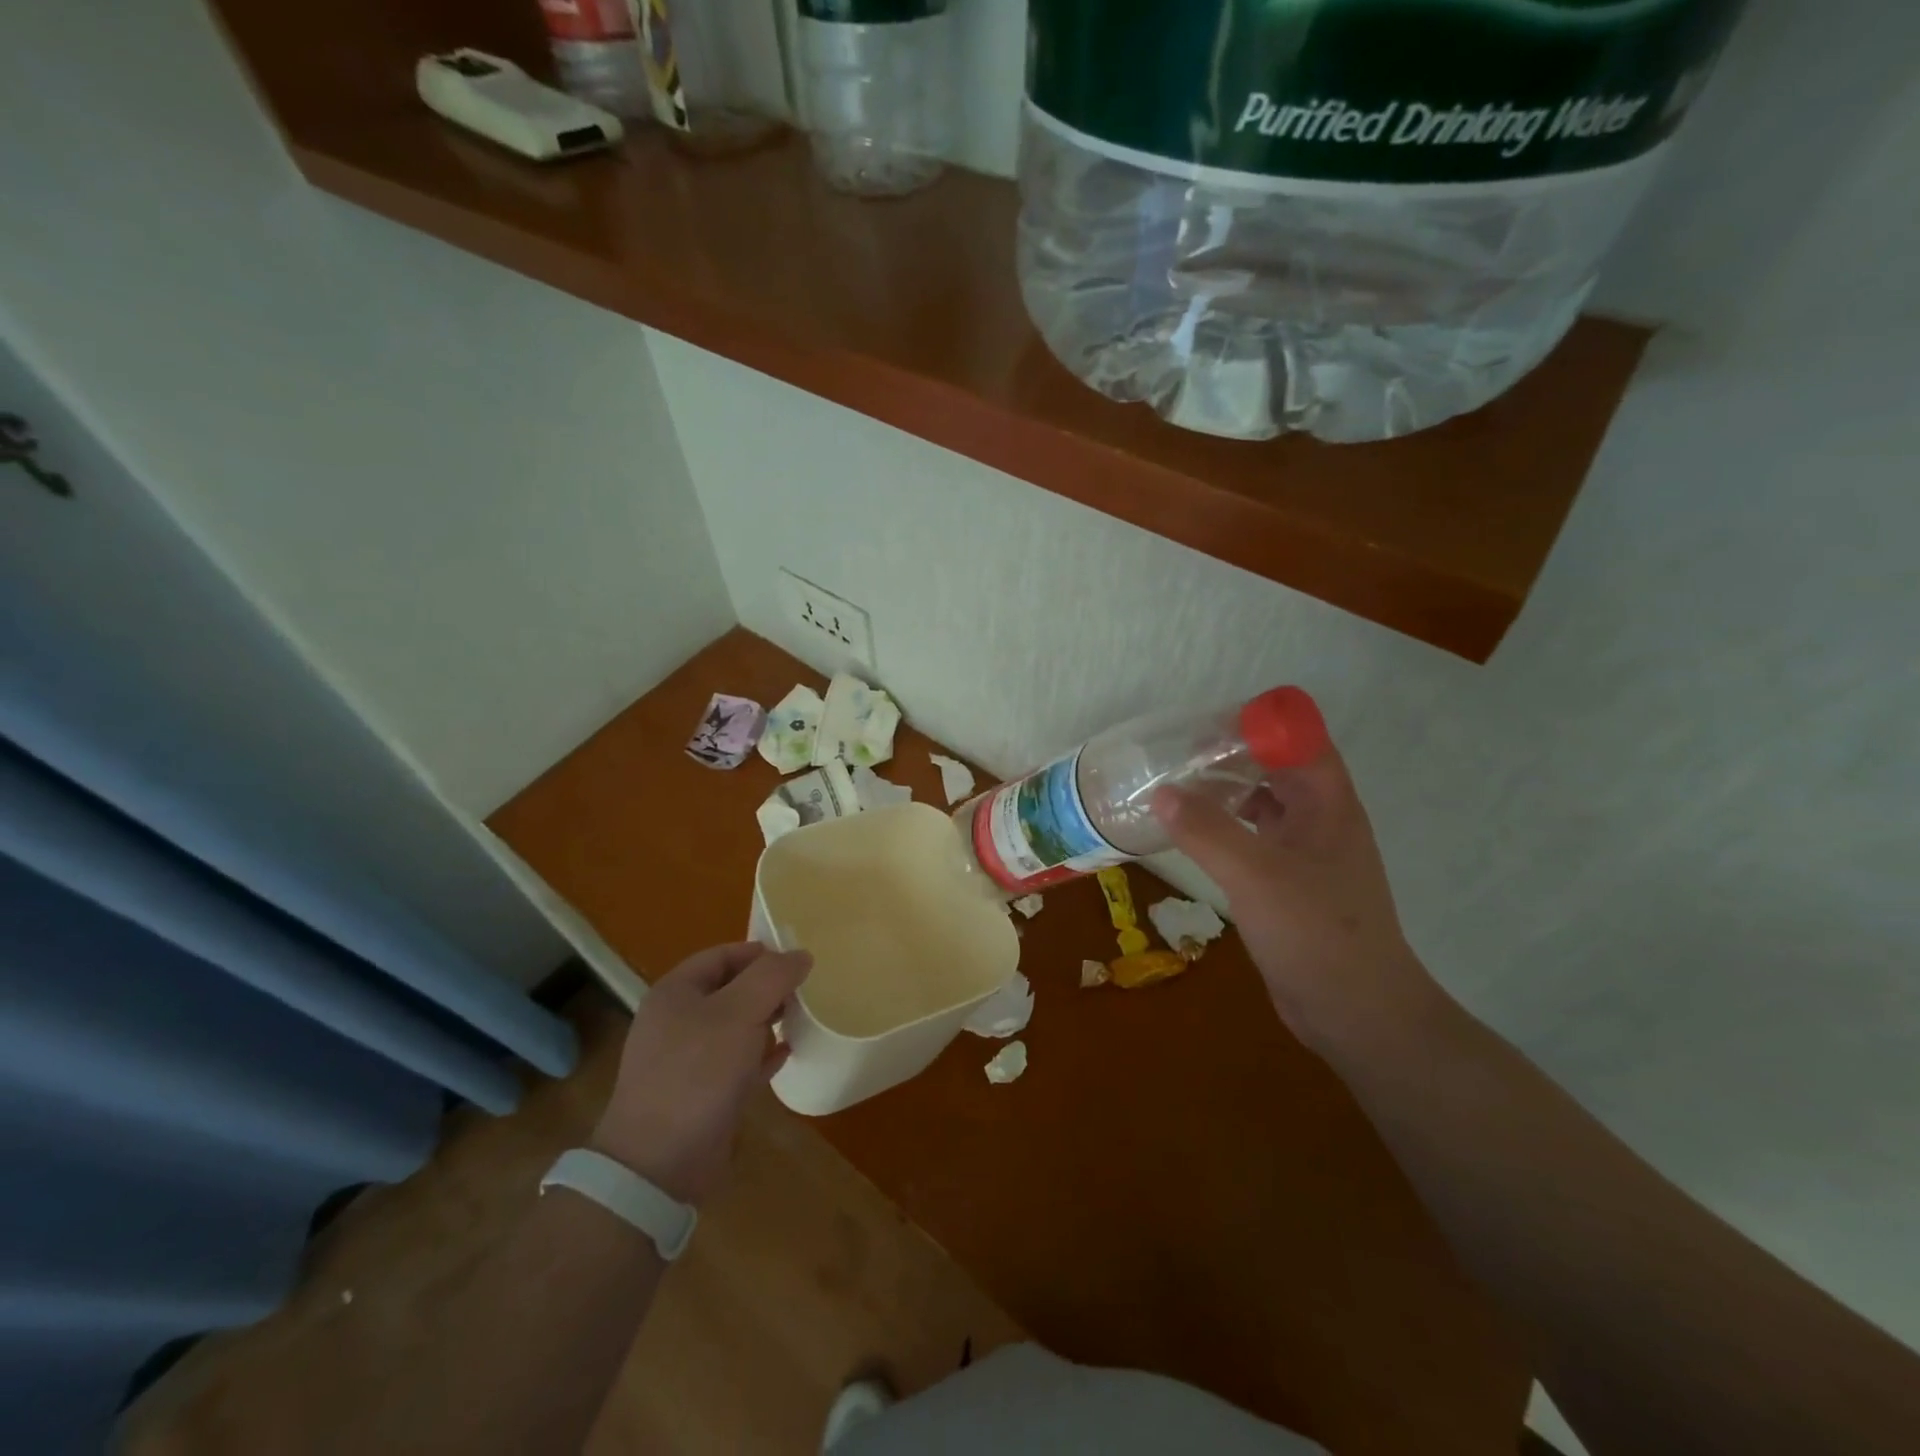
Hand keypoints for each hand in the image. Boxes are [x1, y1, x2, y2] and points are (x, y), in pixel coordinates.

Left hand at [591, 942, 811, 1205]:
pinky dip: (761, 1054)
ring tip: (798, 1020)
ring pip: (735, 1026)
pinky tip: (786, 1055)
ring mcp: (686, 1059)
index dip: (759, 953)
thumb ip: (772, 977)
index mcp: (675, 992)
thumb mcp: (739, 1012)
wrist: (659, 1164)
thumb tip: (801, 955)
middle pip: (730, 989)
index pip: (722, 955)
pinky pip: (737, 1061)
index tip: (796, 962)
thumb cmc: (698, 1072)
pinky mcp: (700, 1093)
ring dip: (766, 1021)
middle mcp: (677, 1020)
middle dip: (767, 988)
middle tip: (802, 993)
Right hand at [1151, 753, 1444, 1052]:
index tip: (1208, 725)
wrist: (1357, 1013)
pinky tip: (1193, 836)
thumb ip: (1206, 830)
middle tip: (1178, 754)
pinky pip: (1255, 840)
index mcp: (1329, 805)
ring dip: (1227, 793)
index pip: (1300, 741)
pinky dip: (1226, 830)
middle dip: (1233, 756)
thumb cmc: (1316, 933)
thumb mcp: (1255, 875)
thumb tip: (1162, 792)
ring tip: (1177, 788)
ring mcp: (1307, 855)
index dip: (1260, 725)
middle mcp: (1321, 822)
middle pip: (1278, 769)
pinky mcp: (1289, 886)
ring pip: (1265, 805)